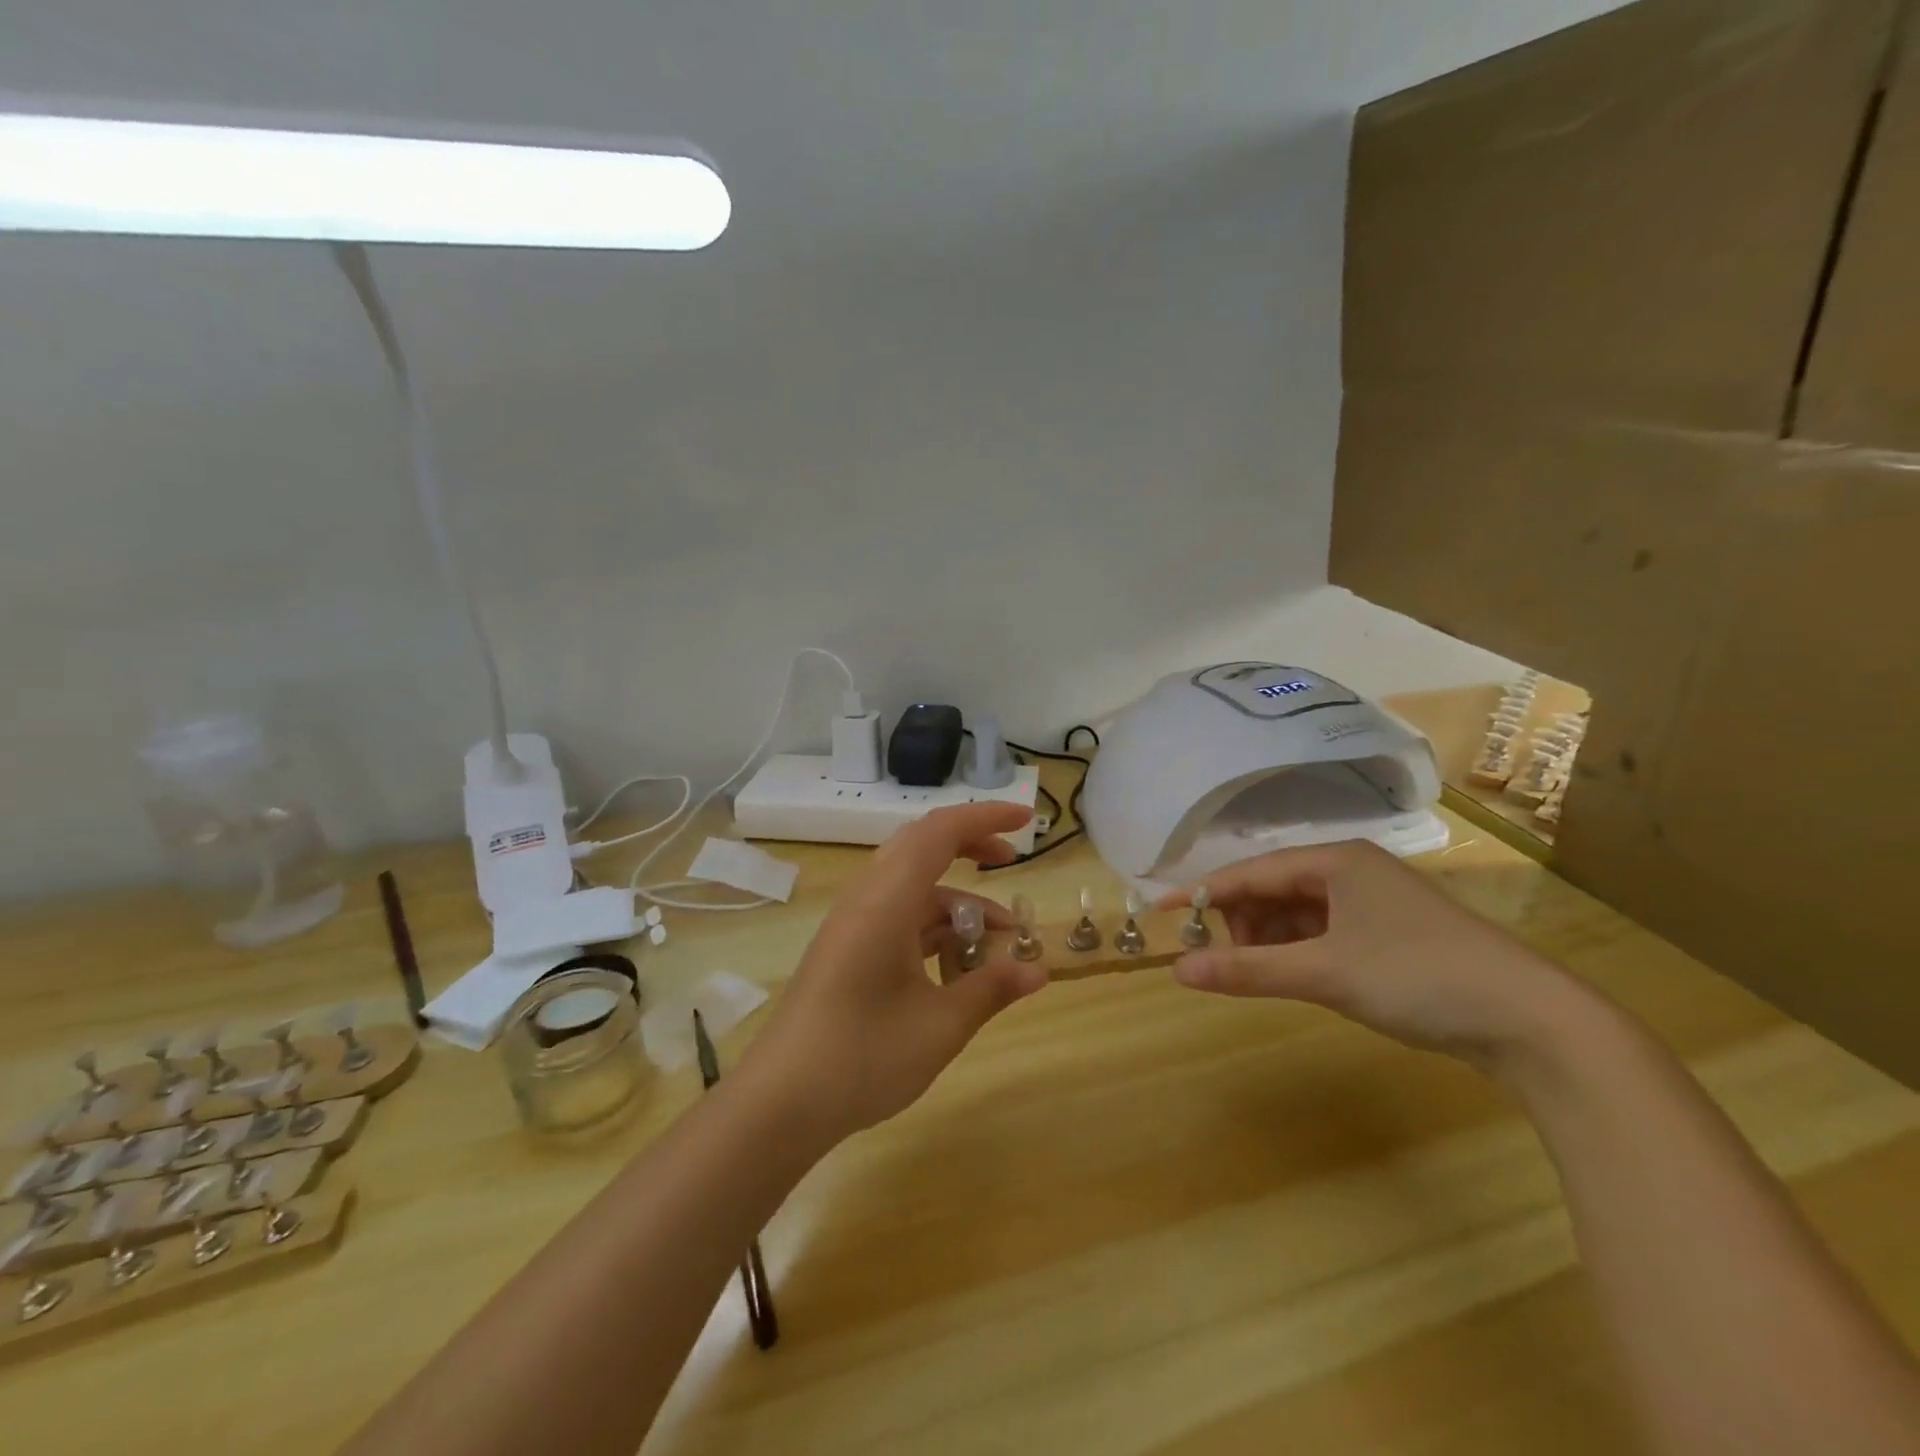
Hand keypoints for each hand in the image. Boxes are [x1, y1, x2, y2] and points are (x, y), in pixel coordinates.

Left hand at [745, 802, 1047, 1143]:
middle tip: (1011, 862)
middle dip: (969, 847)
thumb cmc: (862, 1058)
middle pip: (921, 848)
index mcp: (886, 901)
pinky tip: (956, 965)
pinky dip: (933, 926)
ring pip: (911, 888)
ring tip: (997, 940)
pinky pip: (897, 917)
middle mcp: (866, 900)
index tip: (1026, 821)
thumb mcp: (940, 1026)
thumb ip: (991, 989)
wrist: (779, 1103)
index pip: (939, 833)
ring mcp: (852, 925)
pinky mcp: (847, 949)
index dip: (985, 818)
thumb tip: (1038, 970)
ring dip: (955, 902)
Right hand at [1158, 840, 1586, 1072]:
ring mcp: (1375, 903)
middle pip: (1273, 888)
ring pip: (1299, 913)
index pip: (1251, 871)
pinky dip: (1302, 952)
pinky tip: (1299, 976)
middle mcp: (1352, 871)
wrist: (1535, 1021)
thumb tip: (1178, 970)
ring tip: (1263, 975)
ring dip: (1272, 940)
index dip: (1202, 892)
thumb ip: (1248, 970)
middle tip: (1225, 961)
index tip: (1159, 910)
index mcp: (1336, 861)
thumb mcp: (1324, 972)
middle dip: (1243, 922)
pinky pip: (1325, 932)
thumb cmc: (1418, 977)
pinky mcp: (1392, 935)